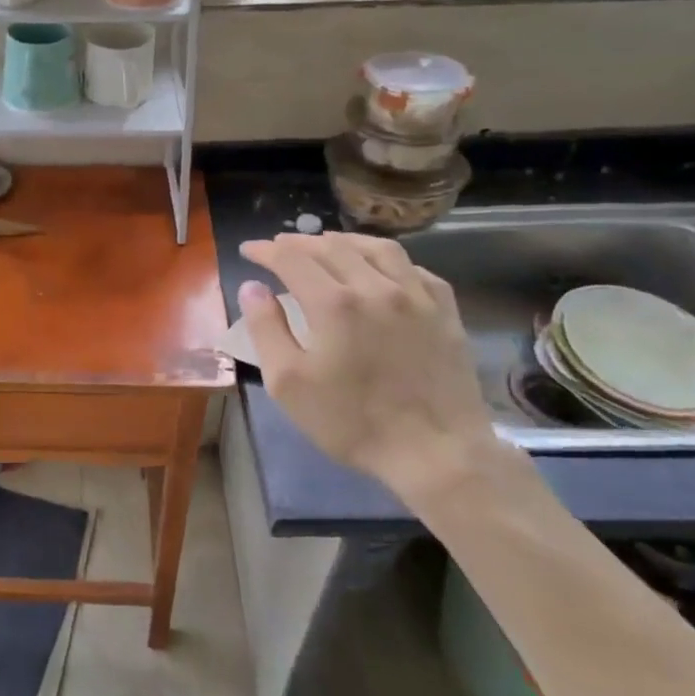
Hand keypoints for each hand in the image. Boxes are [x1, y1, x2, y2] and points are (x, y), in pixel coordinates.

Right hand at [238, 233, 495, 499]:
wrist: (436, 454)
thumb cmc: (352, 421)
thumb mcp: (289, 383)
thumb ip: (266, 328)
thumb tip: (252, 287)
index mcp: (333, 302)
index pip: (291, 259)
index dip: (266, 250)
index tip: (249, 249)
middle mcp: (375, 286)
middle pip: (332, 247)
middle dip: (299, 242)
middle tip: (280, 245)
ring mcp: (416, 297)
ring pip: (377, 249)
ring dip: (345, 241)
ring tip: (327, 244)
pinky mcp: (445, 313)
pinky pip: (415, 269)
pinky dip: (390, 260)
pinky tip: (381, 269)